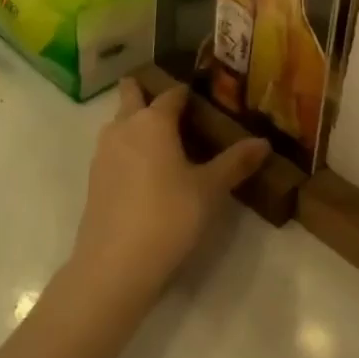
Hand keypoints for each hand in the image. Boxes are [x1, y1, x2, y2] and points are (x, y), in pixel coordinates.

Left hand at [68, 79, 268, 306]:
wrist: (114, 265)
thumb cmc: (168, 216)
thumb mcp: (209, 190)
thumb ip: (236, 163)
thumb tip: (264, 142)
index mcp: (153, 120)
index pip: (173, 93)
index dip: (188, 94)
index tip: (203, 100)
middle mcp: (125, 126)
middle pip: (132, 94)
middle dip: (146, 92)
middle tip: (173, 110)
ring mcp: (104, 152)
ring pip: (119, 123)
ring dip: (135, 123)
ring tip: (163, 143)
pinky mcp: (94, 179)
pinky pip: (113, 150)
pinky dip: (127, 151)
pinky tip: (145, 175)